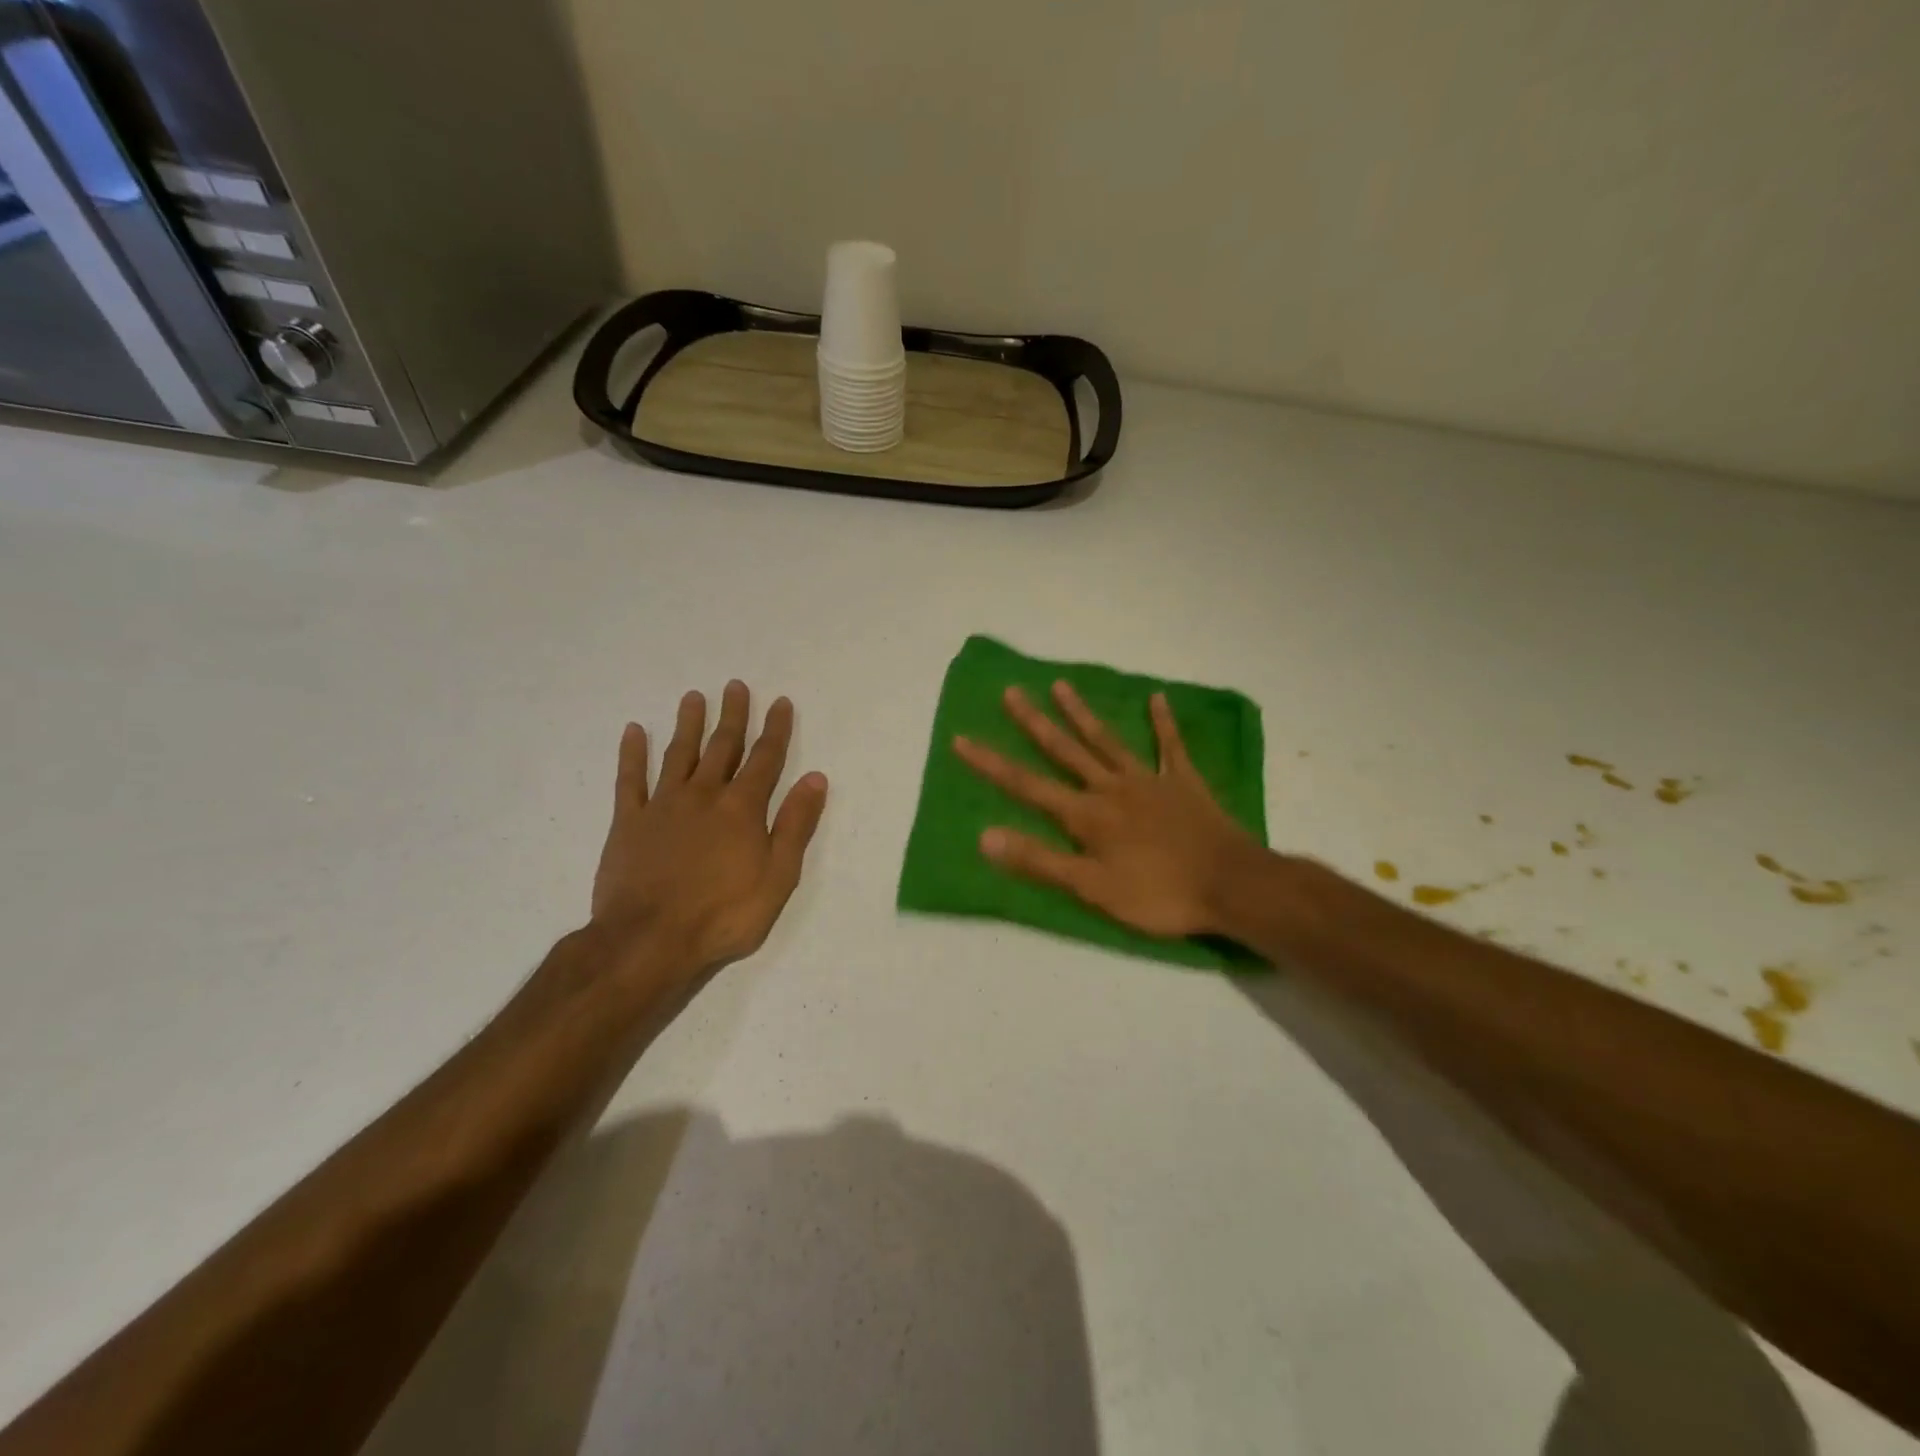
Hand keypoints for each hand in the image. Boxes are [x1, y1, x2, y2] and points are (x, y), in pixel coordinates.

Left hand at [592, 681, 828, 977]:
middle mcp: (704, 795)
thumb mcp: (778, 876)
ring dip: (688, 724)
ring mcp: (663, 806)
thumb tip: (815, 778)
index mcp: (742, 808)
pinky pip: (630, 779)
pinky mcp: (628, 822)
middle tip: (735, 686)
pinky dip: (632, 754)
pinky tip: (634, 731)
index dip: (775, 729)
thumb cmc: (723, 914)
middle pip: (722, 747)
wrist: (649, 940)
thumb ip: (796, 824)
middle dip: (732, 716)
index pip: (765, 759)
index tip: (779, 702)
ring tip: (693, 696)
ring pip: (678, 754)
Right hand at [953, 682, 1258, 938]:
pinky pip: (1170, 747)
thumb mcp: (1091, 888)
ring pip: (1107, 741)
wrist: (1230, 885)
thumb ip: (1039, 861)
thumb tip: (985, 836)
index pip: (1027, 785)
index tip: (962, 739)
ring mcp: (1148, 781)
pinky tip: (1156, 698)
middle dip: (1033, 723)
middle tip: (1010, 692)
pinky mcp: (1183, 783)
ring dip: (1082, 714)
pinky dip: (1163, 723)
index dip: (992, 764)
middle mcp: (1110, 788)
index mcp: (1086, 815)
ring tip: (1061, 685)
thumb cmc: (1158, 894)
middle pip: (1064, 751)